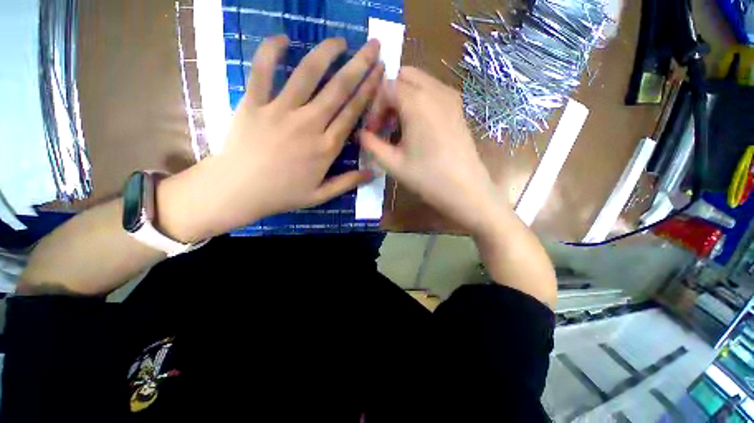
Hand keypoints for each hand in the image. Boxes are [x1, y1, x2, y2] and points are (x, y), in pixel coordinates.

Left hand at [167, 36, 384, 237]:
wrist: (238, 191)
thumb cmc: (282, 194)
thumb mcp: (320, 195)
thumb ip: (348, 182)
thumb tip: (374, 173)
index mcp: (326, 147)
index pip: (352, 113)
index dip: (368, 90)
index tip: (379, 72)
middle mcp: (309, 124)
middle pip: (338, 89)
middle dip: (359, 65)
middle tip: (372, 46)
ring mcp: (280, 111)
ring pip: (307, 74)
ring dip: (326, 53)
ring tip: (340, 40)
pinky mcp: (254, 104)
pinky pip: (262, 71)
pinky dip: (271, 51)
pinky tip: (284, 39)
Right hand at [360, 67, 504, 235]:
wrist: (466, 190)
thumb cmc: (427, 178)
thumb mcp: (393, 163)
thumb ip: (371, 144)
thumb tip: (361, 134)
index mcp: (417, 102)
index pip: (386, 87)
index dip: (374, 107)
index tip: (373, 131)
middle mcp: (435, 90)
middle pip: (404, 76)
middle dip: (389, 96)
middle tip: (385, 124)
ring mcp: (451, 97)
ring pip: (419, 82)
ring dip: (404, 98)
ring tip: (399, 128)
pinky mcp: (458, 108)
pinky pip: (433, 92)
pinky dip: (419, 101)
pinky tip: (417, 128)